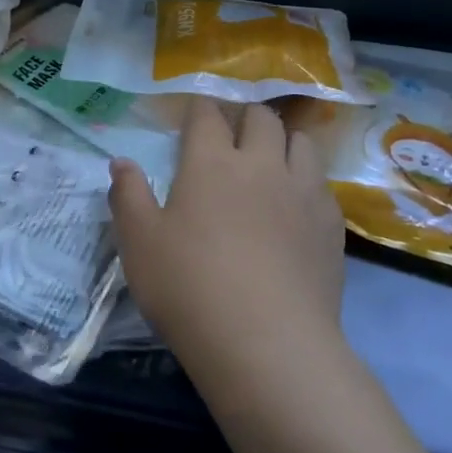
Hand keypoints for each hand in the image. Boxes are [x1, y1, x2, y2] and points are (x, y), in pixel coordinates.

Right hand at [109, 100, 345, 381]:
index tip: (195, 115)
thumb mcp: (139, 243)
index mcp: (211, 162)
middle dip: (244, 117)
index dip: (200, 109)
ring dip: (284, 142)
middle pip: (260, 118)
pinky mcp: (331, 224)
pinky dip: (307, 181)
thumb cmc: (189, 287)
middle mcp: (261, 164)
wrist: (267, 343)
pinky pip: (322, 184)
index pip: (208, 114)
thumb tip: (120, 161)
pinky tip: (297, 206)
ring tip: (272, 161)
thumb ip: (128, 195)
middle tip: (232, 136)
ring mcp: (302, 192)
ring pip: (301, 142)